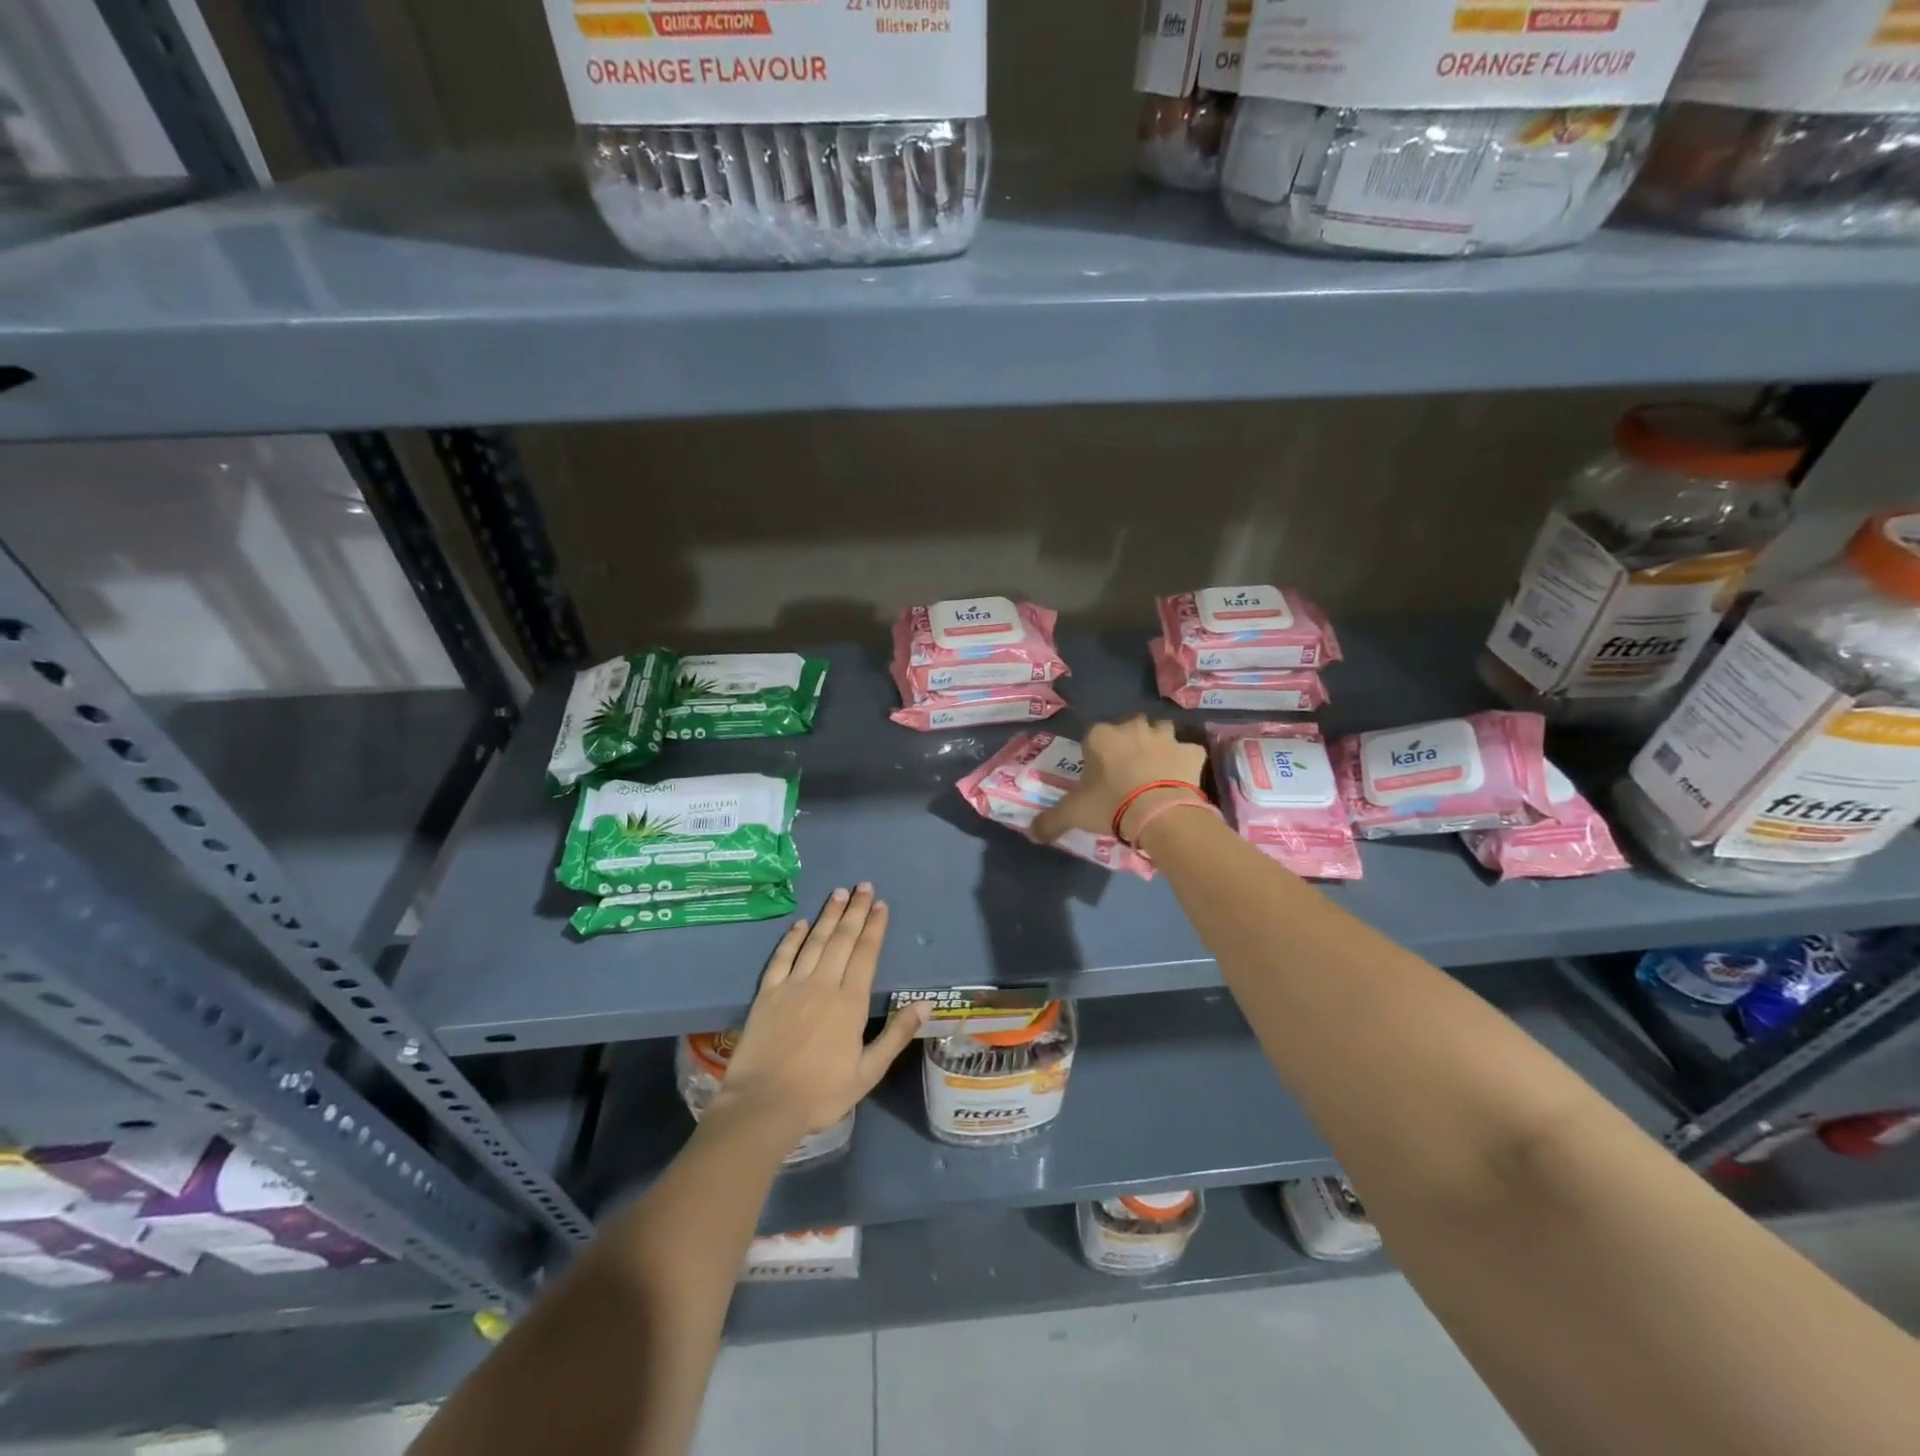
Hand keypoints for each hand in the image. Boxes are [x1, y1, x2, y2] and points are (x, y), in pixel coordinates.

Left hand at [711, 885, 926, 1140]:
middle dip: (855, 911)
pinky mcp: (767, 994)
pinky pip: (781, 958)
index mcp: (851, 1002)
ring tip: (838, 893)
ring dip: (828, 916)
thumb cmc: (821, 1093)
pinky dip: (791, 938)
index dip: (875, 927)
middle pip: (842, 939)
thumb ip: (896, 1035)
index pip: (866, 954)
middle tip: (863, 886)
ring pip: (814, 941)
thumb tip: (925, 1004)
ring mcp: (792, 986)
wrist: (763, 1105)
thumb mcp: (868, 1071)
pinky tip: (799, 924)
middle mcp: (823, 984)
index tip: (881, 904)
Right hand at [1031, 716, 1206, 845]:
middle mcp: (1133, 728)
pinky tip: (1181, 779)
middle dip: (1129, 743)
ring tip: (1155, 770)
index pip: (1094, 737)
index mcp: (1101, 736)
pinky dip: (1185, 761)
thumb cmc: (1110, 805)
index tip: (1098, 776)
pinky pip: (1187, 752)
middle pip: (1129, 728)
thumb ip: (1050, 821)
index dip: (1096, 755)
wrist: (1158, 813)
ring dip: (1158, 745)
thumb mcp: (1073, 814)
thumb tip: (1031, 833)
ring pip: (1161, 732)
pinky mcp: (1191, 751)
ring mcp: (1165, 737)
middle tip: (1127, 772)